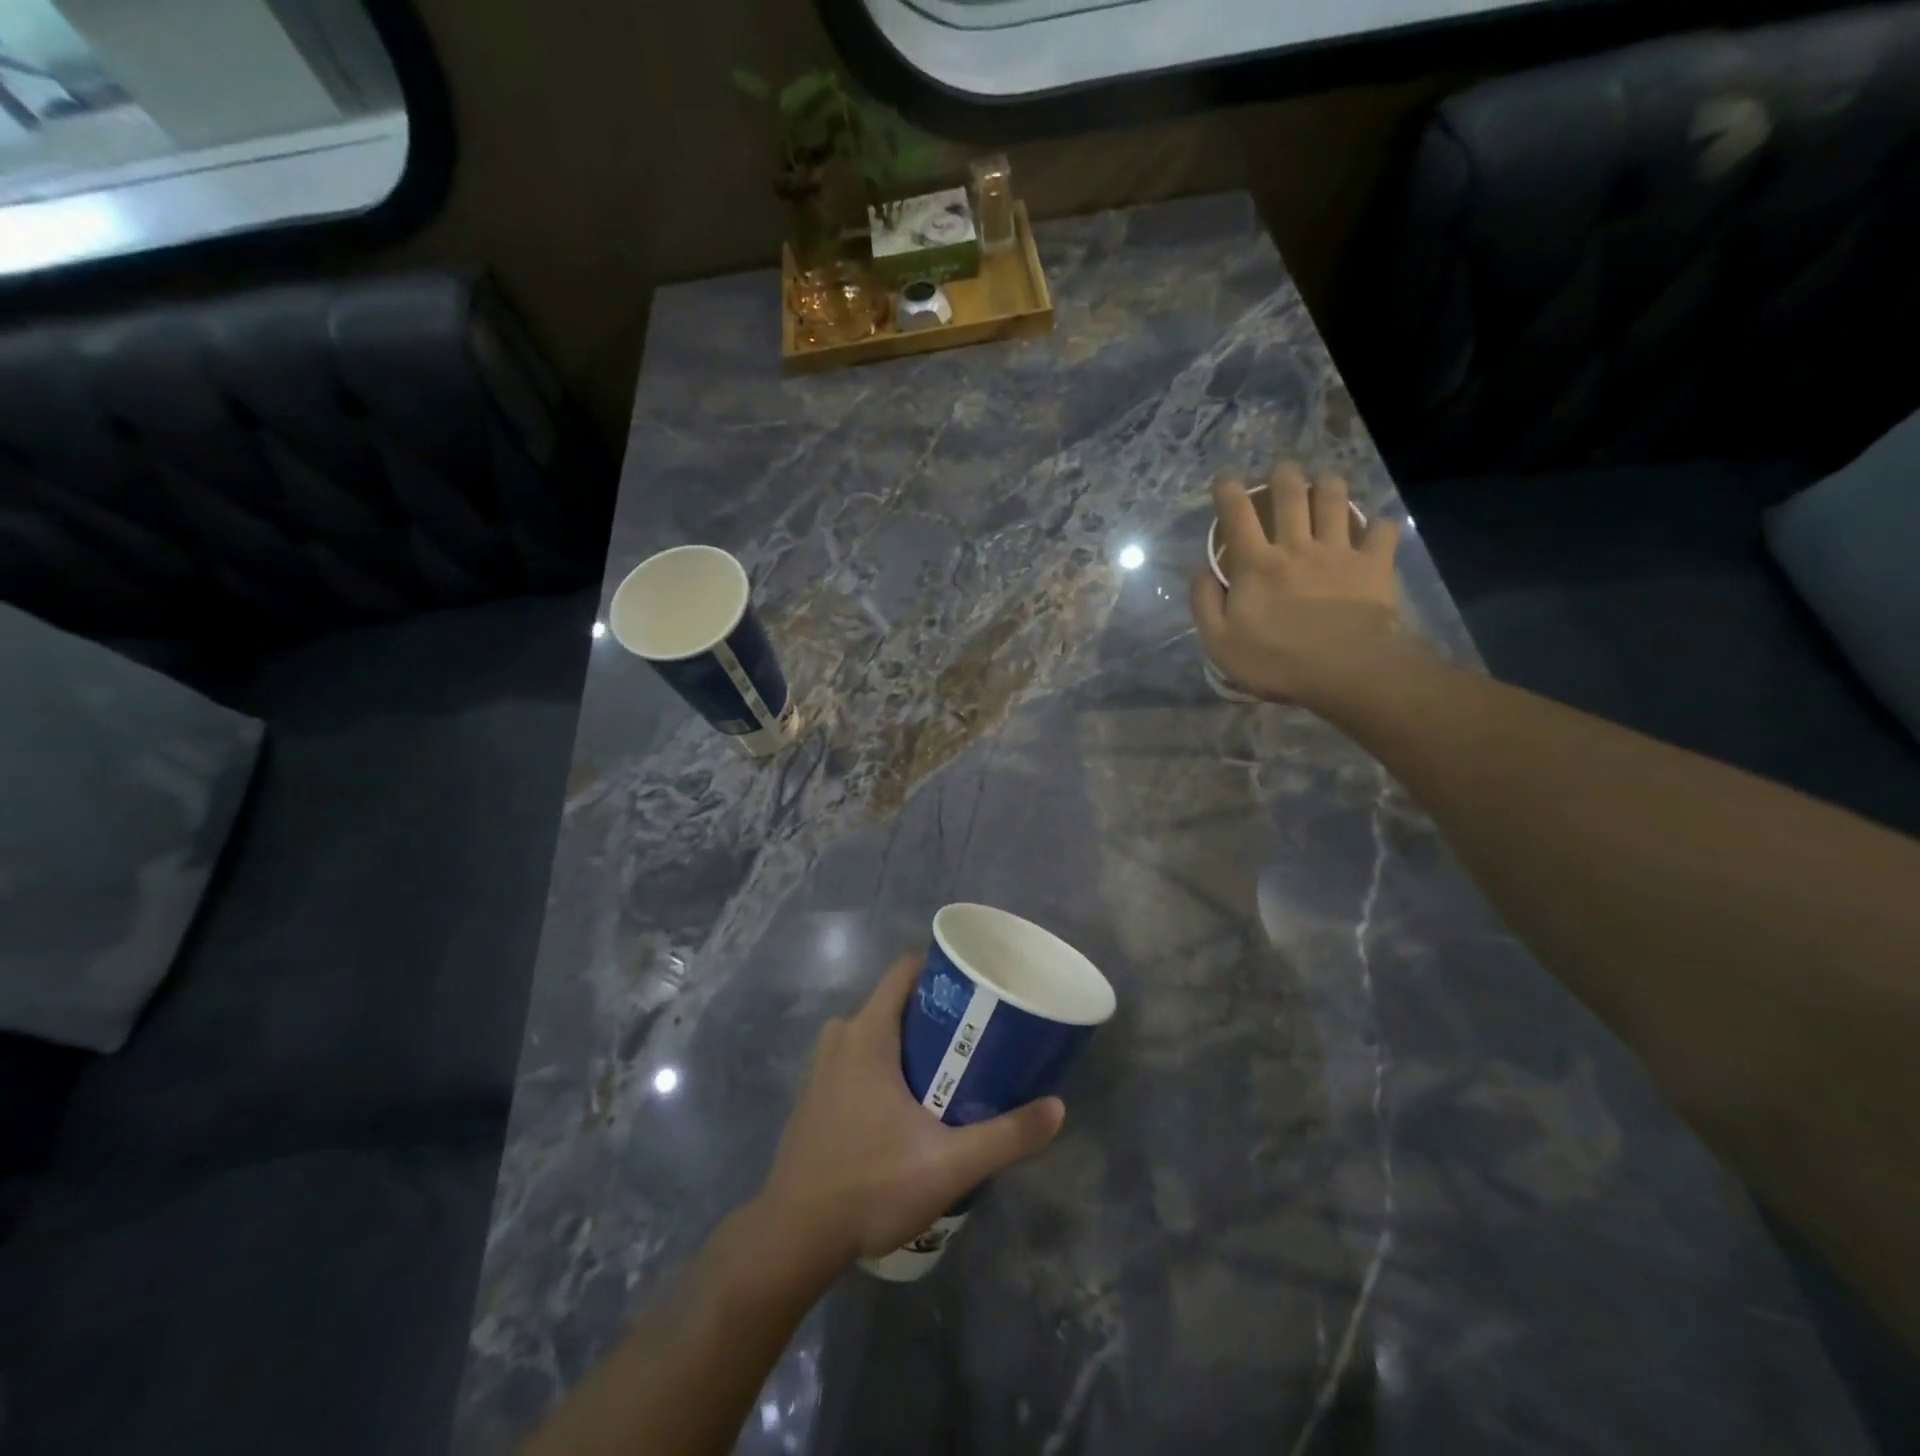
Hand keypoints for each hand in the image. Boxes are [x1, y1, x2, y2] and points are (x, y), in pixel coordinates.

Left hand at [754, 955, 1065, 1271]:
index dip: (940, 970)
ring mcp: (821, 1068)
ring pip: (873, 1033)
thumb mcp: (948, 1165)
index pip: (904, 971)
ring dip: (908, 1042)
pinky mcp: (814, 1096)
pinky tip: (907, 1104)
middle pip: (894, 1003)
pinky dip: (883, 1064)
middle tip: (974, 1035)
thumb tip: (1057, 1108)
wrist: (793, 1239)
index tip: (975, 986)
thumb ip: (1006, 1136)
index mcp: (867, 1034)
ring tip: (948, 1069)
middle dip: (933, 1013)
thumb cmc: (869, 1187)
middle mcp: (840, 1038)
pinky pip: (855, 1059)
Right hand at [1190, 463, 1418, 707]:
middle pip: (1290, 495)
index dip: (1229, 491)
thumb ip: (1204, 603)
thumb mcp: (1220, 642)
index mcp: (1256, 564)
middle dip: (1283, 474)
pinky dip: (1379, 524)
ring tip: (1325, 480)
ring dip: (1328, 484)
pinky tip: (1376, 525)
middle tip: (1282, 469)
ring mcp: (1339, 551)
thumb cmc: (1276, 661)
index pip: (1237, 515)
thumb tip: (1199, 571)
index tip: (1226, 478)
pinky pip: (1382, 531)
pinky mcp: (1374, 564)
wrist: (1346, 671)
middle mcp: (1297, 546)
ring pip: (1335, 501)